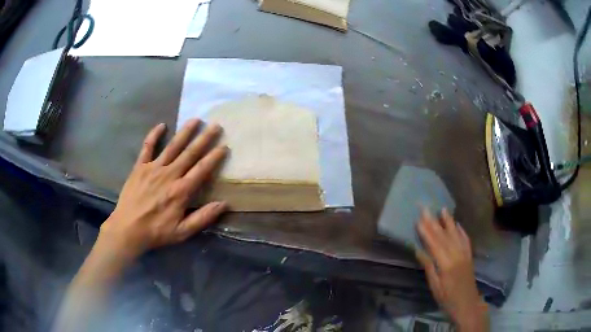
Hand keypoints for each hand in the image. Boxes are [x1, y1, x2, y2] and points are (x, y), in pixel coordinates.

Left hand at [98, 119, 227, 259]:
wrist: (127, 229)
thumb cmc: (156, 232)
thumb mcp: (182, 232)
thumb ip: (203, 217)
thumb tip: (224, 204)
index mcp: (181, 191)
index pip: (202, 170)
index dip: (214, 157)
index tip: (224, 146)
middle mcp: (169, 174)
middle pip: (190, 153)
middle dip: (204, 138)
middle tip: (216, 125)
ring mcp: (153, 168)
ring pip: (172, 146)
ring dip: (185, 132)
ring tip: (196, 120)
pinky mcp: (140, 167)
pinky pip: (147, 147)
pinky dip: (154, 135)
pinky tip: (162, 125)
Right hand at [416, 209, 488, 330]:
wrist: (467, 304)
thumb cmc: (447, 299)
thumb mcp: (435, 286)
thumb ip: (429, 267)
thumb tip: (419, 251)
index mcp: (446, 264)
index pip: (434, 244)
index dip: (426, 232)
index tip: (418, 219)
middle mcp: (457, 255)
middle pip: (444, 236)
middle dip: (434, 222)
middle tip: (426, 209)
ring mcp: (465, 254)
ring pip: (455, 234)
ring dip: (448, 222)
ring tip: (442, 209)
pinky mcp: (469, 256)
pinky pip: (466, 240)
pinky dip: (461, 231)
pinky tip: (457, 224)